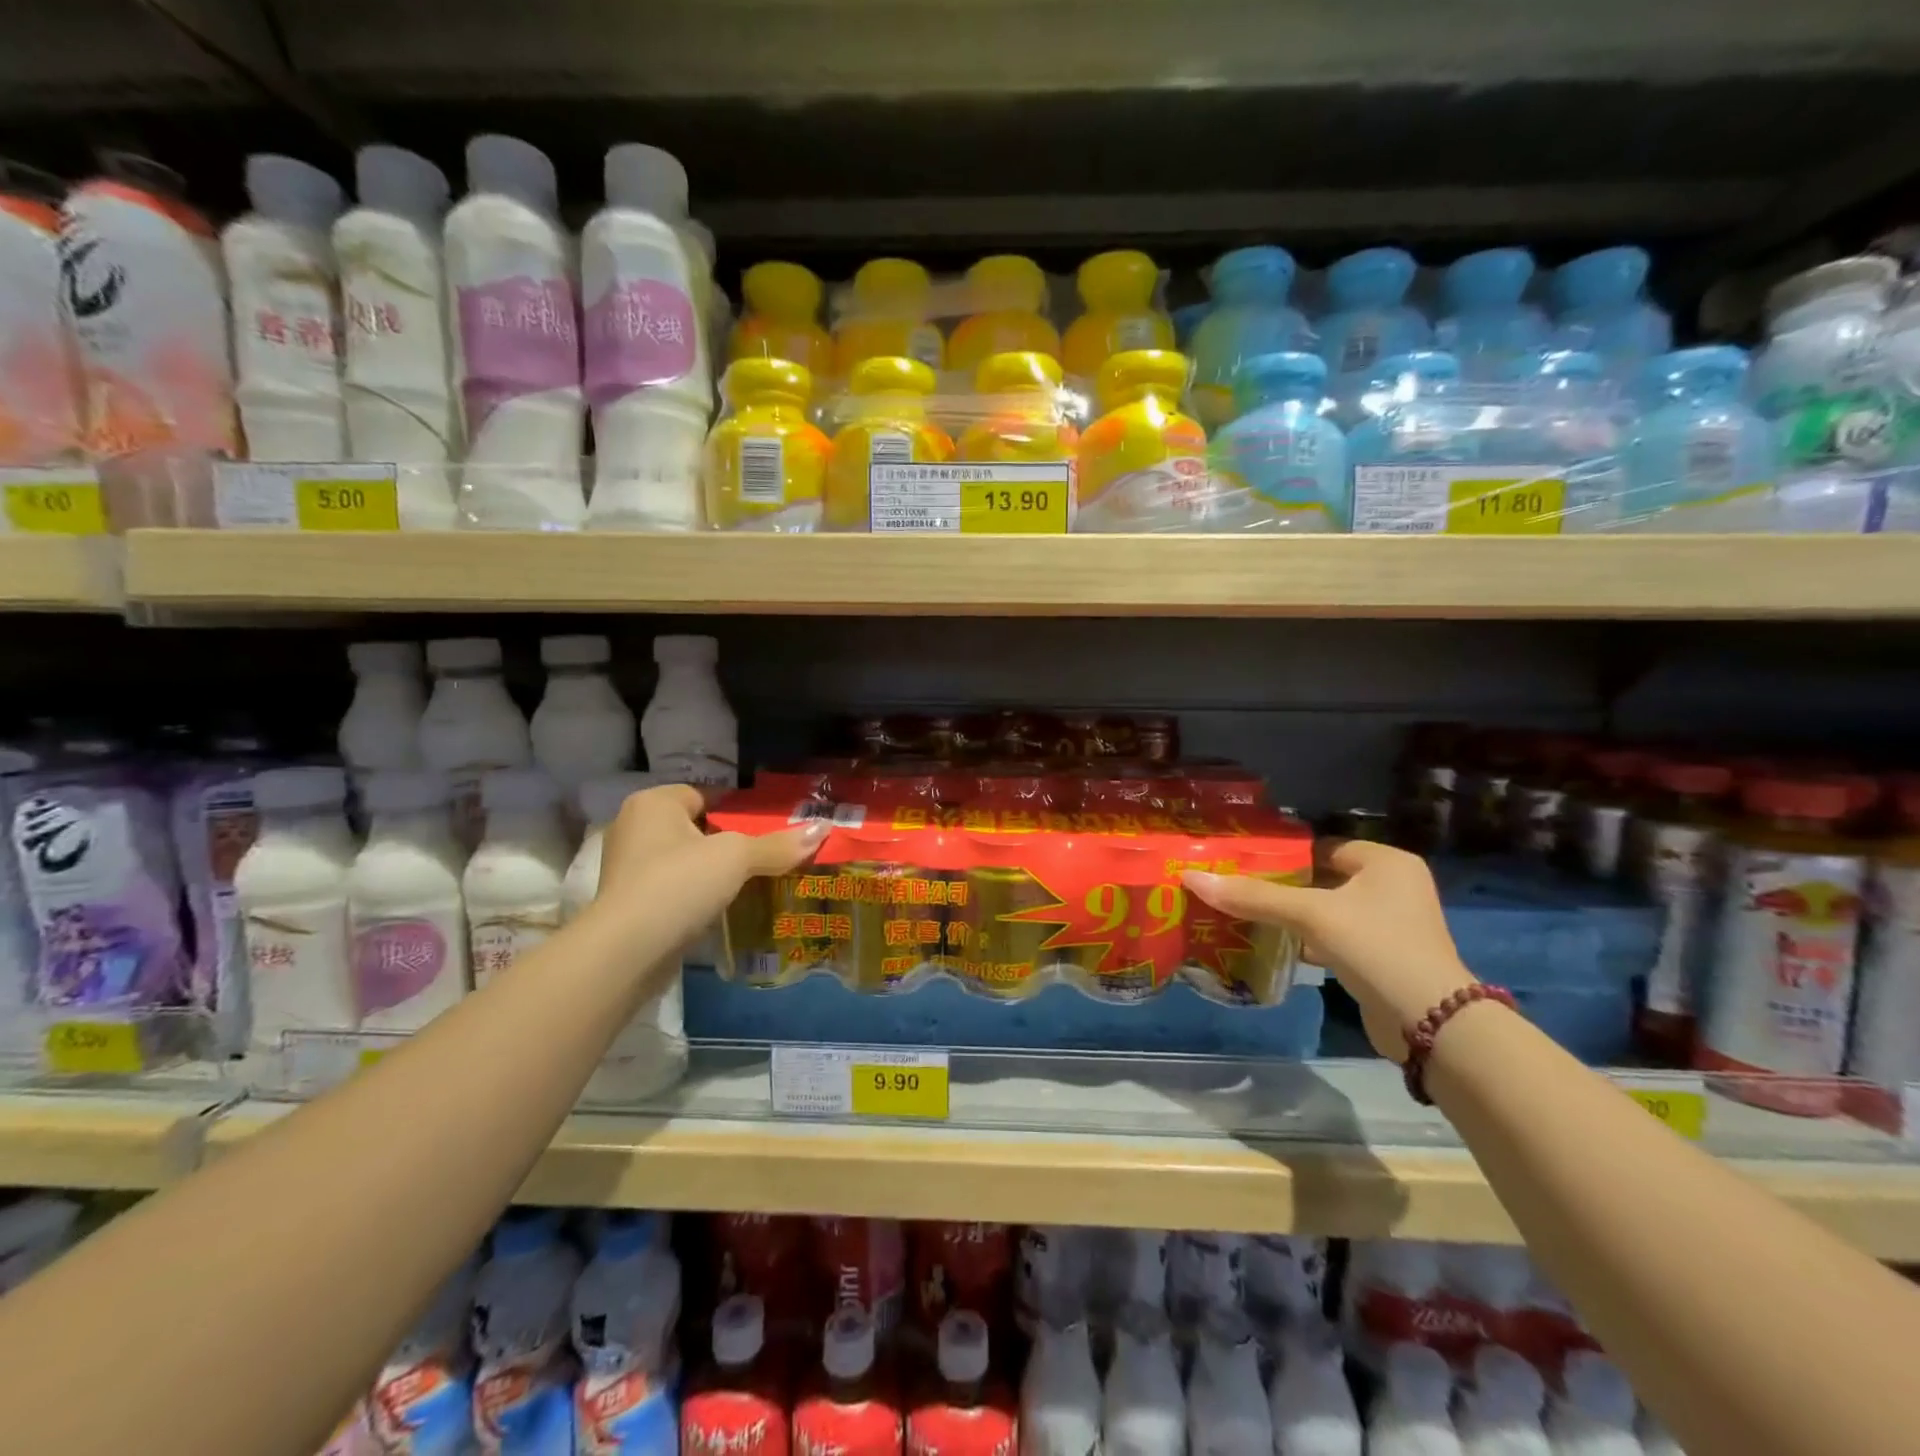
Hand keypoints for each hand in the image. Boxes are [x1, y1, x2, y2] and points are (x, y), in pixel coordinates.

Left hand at [595, 784, 828, 942]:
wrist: (627, 952)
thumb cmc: (679, 883)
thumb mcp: (736, 857)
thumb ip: (778, 844)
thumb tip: (824, 829)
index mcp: (653, 803)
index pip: (705, 794)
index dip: (738, 809)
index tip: (768, 828)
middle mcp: (634, 828)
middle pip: (697, 828)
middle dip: (729, 842)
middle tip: (766, 855)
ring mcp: (628, 868)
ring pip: (686, 860)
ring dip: (713, 872)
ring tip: (751, 883)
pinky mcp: (630, 904)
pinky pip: (674, 889)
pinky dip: (696, 896)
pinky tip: (722, 908)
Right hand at [1183, 841, 1474, 1060]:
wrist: (1430, 1025)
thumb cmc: (1375, 947)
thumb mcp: (1311, 915)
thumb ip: (1253, 896)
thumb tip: (1191, 877)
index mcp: (1386, 862)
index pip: (1321, 847)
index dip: (1281, 855)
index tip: (1241, 862)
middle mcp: (1393, 887)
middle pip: (1321, 878)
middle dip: (1282, 886)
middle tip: (1236, 887)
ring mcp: (1391, 925)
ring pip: (1326, 910)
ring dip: (1292, 915)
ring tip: (1244, 913)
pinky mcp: (1383, 957)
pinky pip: (1335, 937)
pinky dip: (1307, 940)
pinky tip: (1273, 944)